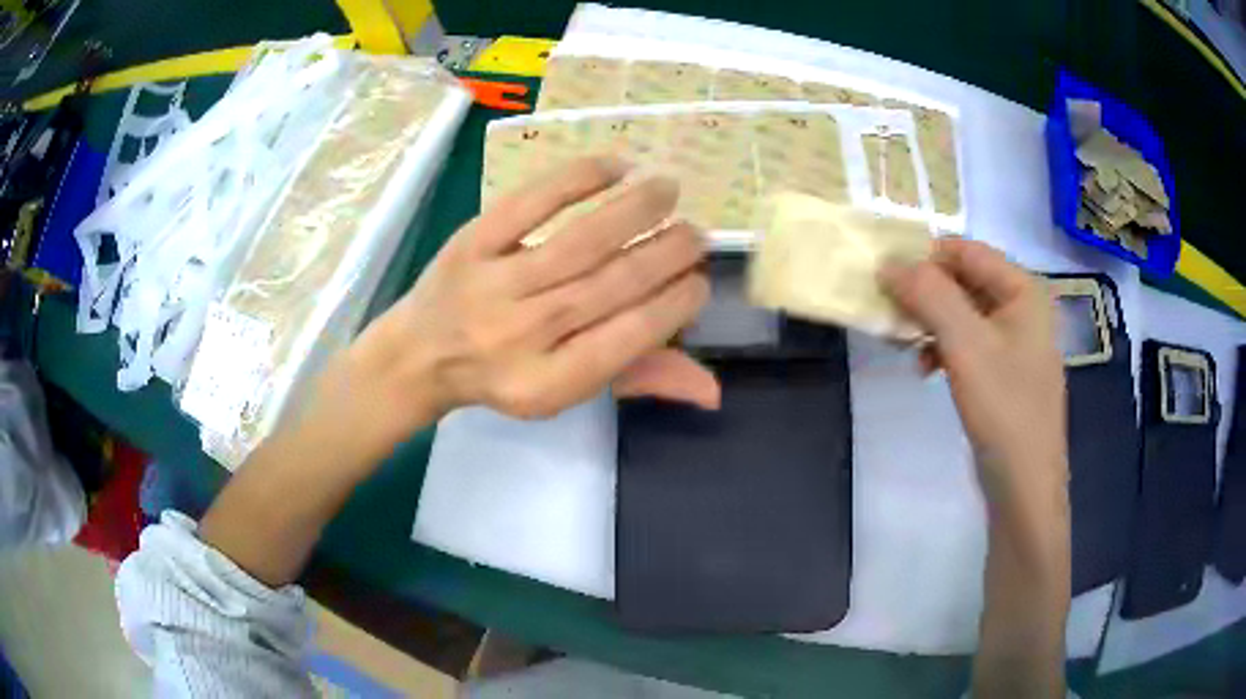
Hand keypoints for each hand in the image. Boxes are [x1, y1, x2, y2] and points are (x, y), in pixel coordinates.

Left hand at [326, 157, 718, 458]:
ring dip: (634, 211)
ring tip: (669, 190)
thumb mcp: (566, 391)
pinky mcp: (471, 243)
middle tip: (697, 234)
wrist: (418, 355)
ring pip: (578, 242)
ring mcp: (494, 285)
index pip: (629, 338)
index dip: (674, 305)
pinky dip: (576, 179)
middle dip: (666, 254)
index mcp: (549, 383)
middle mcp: (524, 335)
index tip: (699, 281)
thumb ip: (638, 380)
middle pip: (610, 286)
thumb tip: (713, 390)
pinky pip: (529, 203)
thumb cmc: (502, 376)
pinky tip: (615, 166)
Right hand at [881, 238, 1067, 507]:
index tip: (886, 279)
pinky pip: (970, 344)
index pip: (966, 251)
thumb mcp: (964, 345)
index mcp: (1024, 289)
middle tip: (891, 314)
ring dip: (931, 323)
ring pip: (964, 314)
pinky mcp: (1007, 373)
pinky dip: (945, 349)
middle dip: (926, 294)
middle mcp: (1024, 307)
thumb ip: (929, 295)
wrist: (1024, 487)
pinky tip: (925, 368)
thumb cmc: (1003, 409)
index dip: (925, 258)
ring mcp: (1017, 343)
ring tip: (905, 345)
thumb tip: (888, 261)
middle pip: (966, 281)